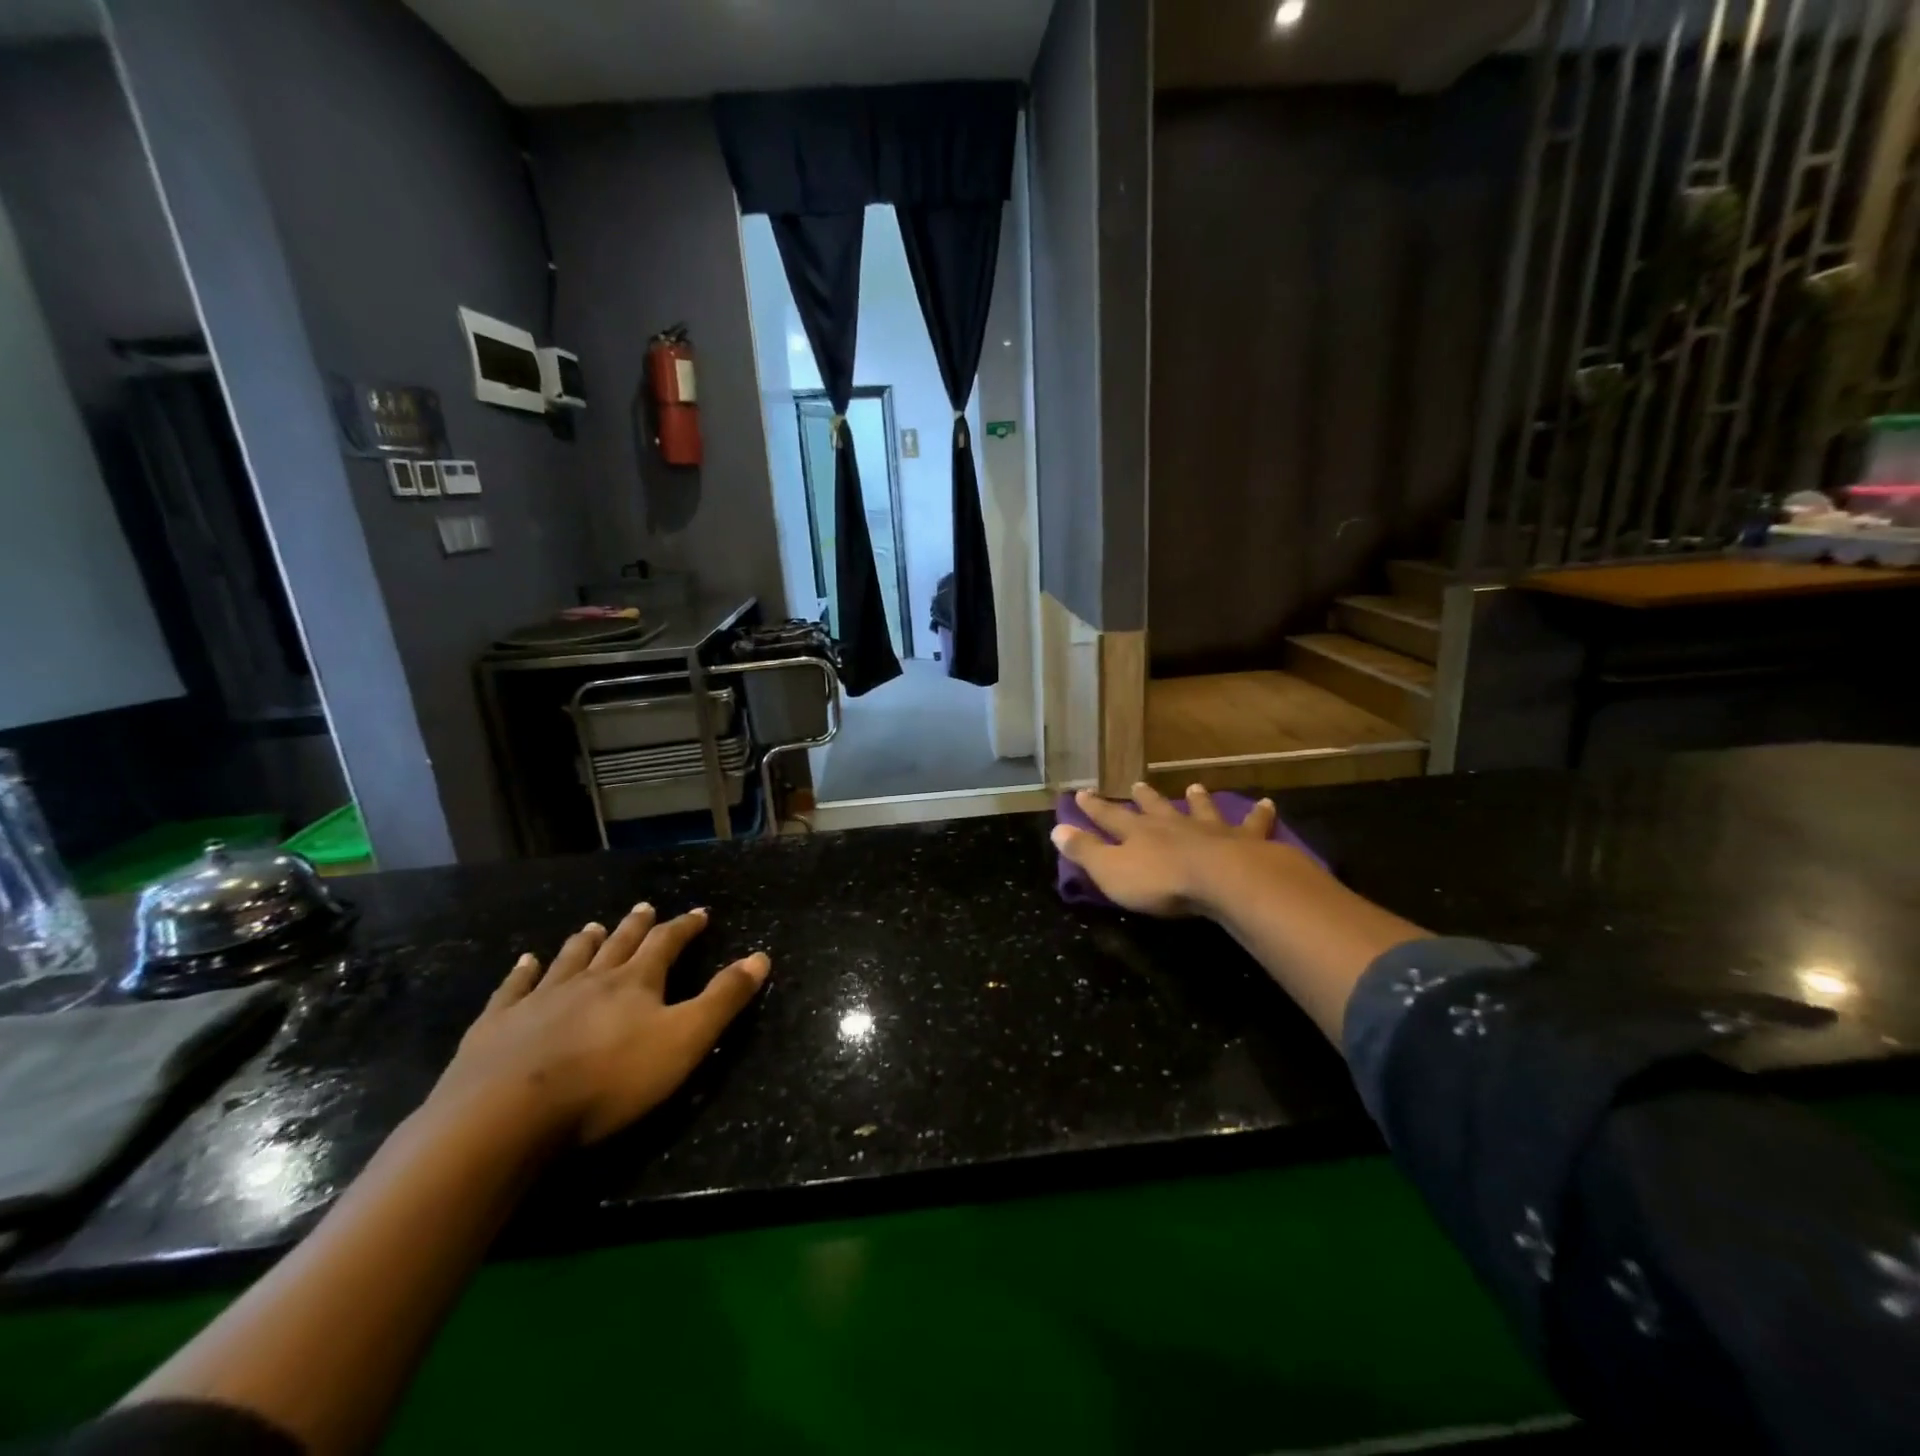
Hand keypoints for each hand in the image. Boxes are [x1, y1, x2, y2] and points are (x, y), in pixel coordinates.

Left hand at [433, 905, 769, 1144]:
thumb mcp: (684, 1041)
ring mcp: (540, 999)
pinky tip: (525, 961)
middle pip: (618, 945)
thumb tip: (760, 956)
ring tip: (594, 927)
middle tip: (645, 908)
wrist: (508, 1115)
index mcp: (635, 983)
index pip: (667, 944)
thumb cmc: (609, 1080)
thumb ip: (723, 999)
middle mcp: (590, 979)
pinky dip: (522, 972)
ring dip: (585, 942)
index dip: (685, 927)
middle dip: (637, 926)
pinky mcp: (497, 1025)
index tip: (699, 913)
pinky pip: (514, 988)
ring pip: (569, 959)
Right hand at [1051, 783, 1282, 917]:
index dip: (1094, 807)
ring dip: (1196, 799)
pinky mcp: (1243, 842)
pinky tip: (1266, 804)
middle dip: (1143, 798)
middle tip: (1137, 784)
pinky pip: (1252, 825)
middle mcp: (1171, 825)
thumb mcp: (1111, 871)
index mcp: (1138, 833)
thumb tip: (1056, 829)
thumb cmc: (1161, 882)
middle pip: (1154, 808)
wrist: (1222, 880)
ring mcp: (1209, 831)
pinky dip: (1258, 814)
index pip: (1109, 817)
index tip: (1081, 792)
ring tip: (1194, 787)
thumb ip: (1085, 851)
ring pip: (1200, 810)